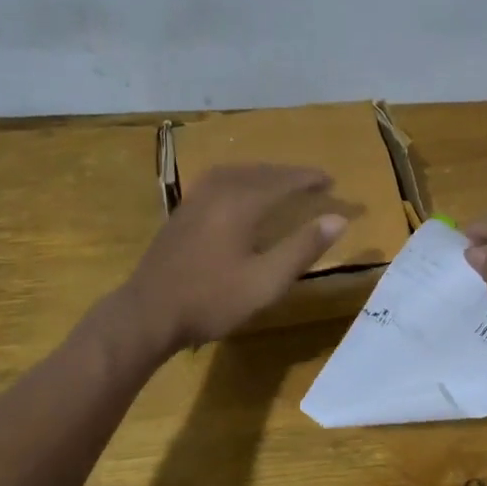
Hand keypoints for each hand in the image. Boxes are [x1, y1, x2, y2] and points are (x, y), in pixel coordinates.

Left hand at [119, 164, 346, 354]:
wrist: (148, 313)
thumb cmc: (212, 300)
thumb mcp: (266, 281)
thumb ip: (303, 248)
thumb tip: (338, 219)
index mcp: (240, 203)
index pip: (282, 181)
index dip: (308, 179)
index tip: (331, 180)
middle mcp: (217, 192)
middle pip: (258, 172)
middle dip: (287, 174)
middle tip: (311, 181)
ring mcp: (194, 201)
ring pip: (235, 173)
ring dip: (262, 174)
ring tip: (280, 182)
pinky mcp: (181, 214)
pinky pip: (217, 181)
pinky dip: (240, 179)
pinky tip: (239, 194)